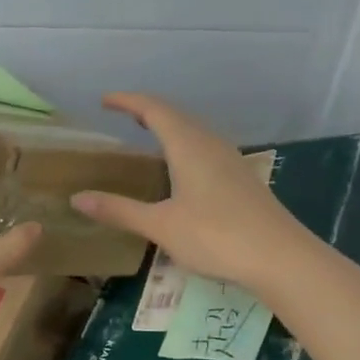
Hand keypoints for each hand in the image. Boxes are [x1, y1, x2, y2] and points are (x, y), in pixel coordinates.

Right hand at [71, 93, 311, 291]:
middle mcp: (210, 144)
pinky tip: (182, 166)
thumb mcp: (160, 225)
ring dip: (169, 125)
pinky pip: (206, 146)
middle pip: (176, 115)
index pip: (153, 109)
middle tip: (123, 114)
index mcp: (188, 145)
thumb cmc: (216, 236)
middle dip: (148, 110)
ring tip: (149, 134)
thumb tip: (77, 198)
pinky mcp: (242, 178)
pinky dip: (185, 143)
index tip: (104, 100)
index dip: (128, 101)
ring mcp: (231, 160)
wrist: (282, 258)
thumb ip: (119, 210)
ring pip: (195, 130)